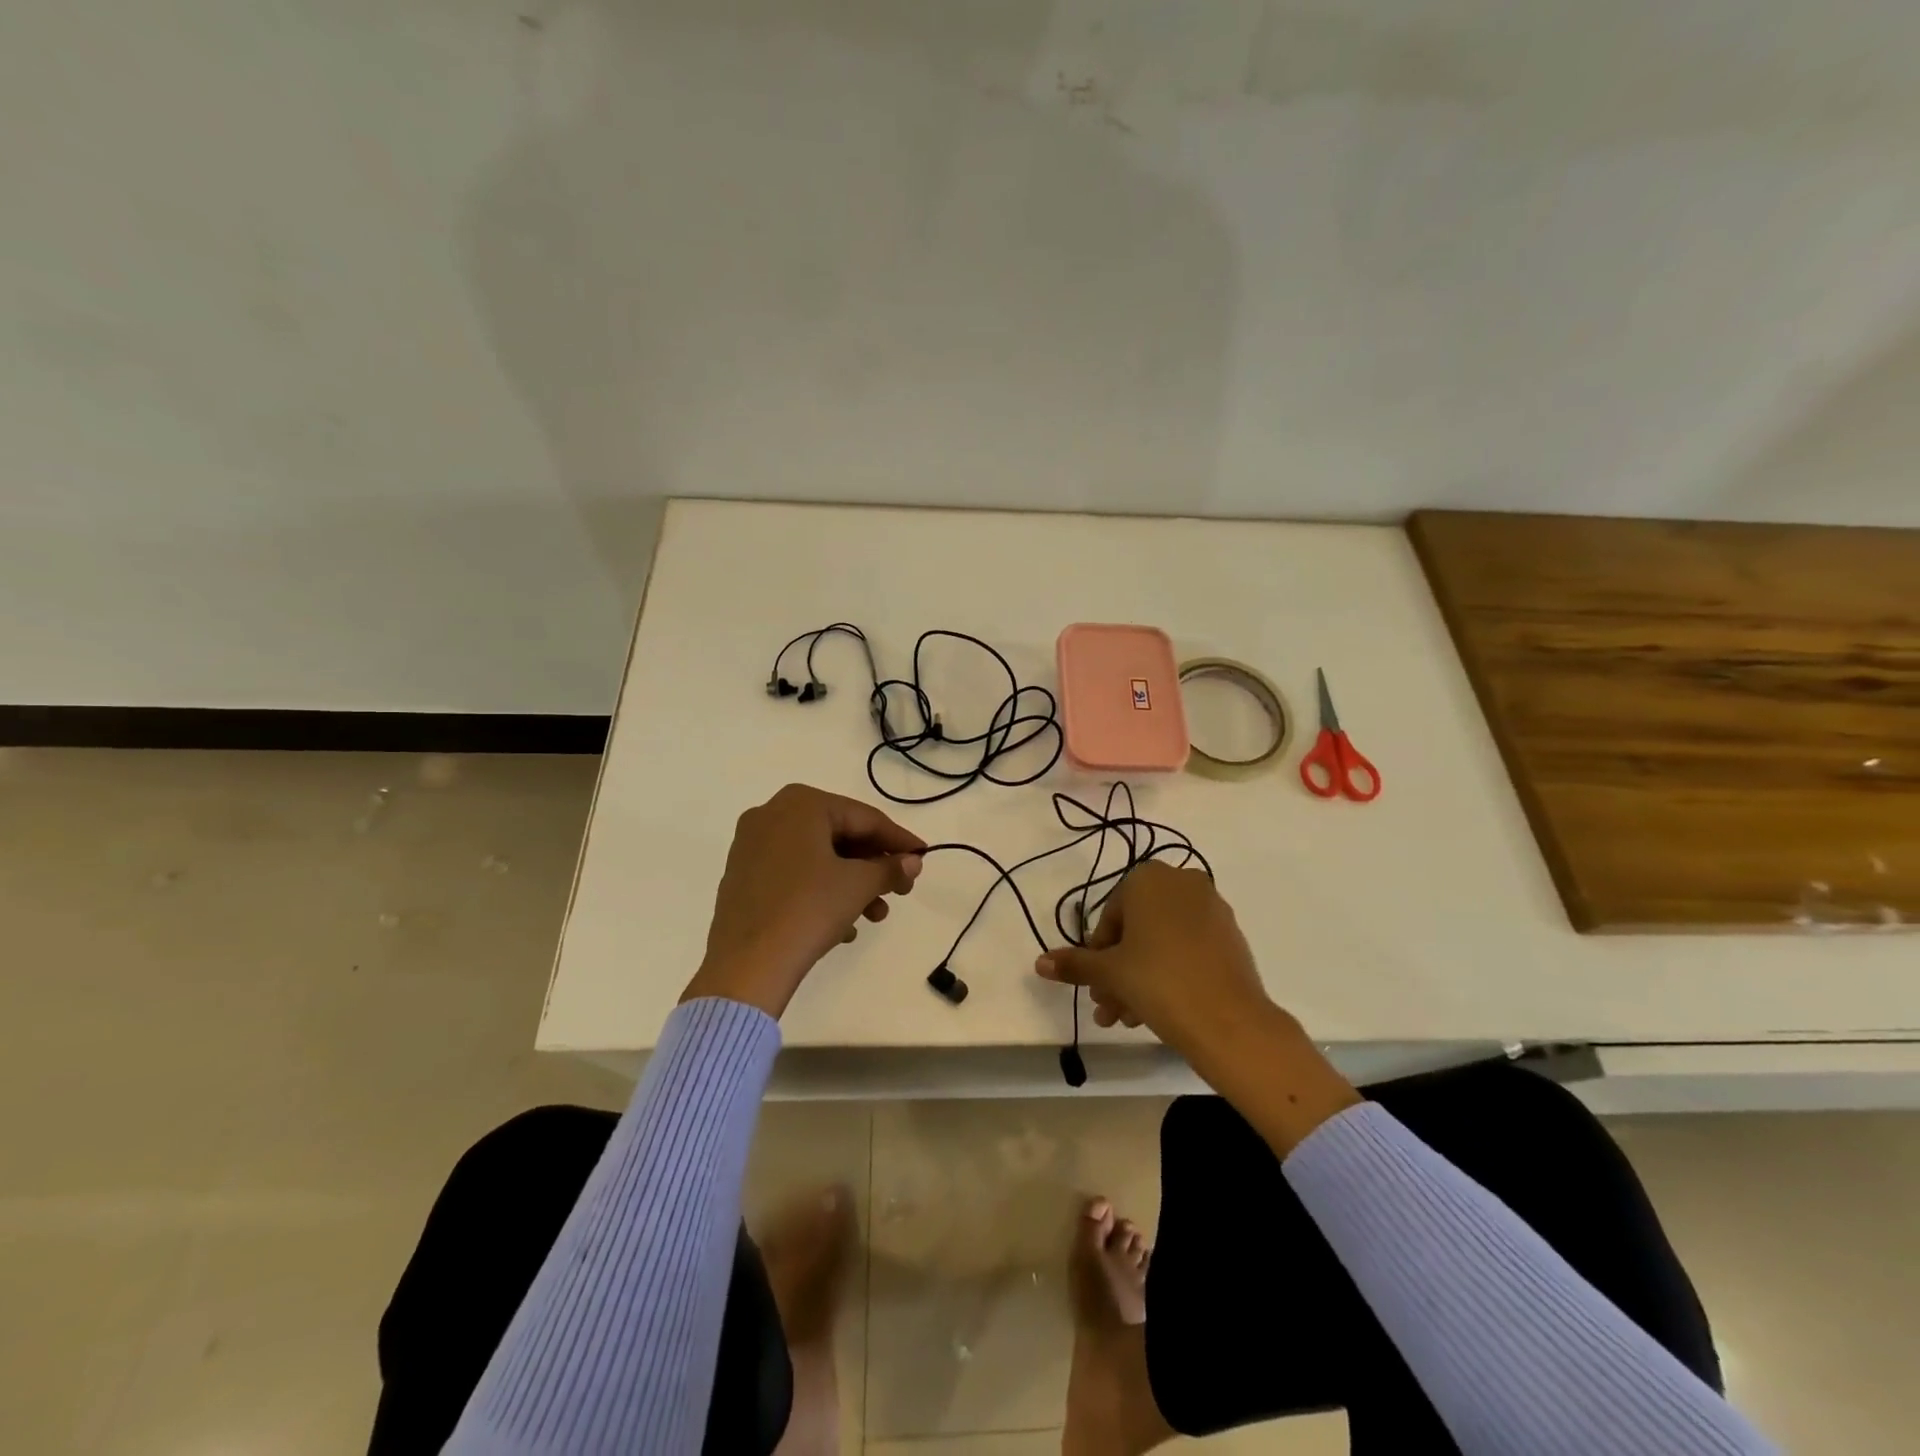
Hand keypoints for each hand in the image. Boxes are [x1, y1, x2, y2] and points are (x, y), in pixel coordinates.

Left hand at [682, 784, 924, 1017]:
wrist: (746, 966)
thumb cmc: (808, 909)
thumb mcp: (858, 885)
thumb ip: (890, 868)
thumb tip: (913, 861)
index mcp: (801, 804)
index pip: (865, 818)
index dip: (899, 840)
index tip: (924, 857)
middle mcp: (771, 814)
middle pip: (840, 836)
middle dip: (873, 867)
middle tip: (901, 891)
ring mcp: (752, 846)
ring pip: (818, 858)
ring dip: (852, 884)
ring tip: (875, 916)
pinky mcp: (742, 877)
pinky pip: (794, 875)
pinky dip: (822, 892)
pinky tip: (843, 926)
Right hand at [1035, 861, 1275, 1068]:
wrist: (1229, 1020)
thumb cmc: (1159, 981)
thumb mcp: (1109, 973)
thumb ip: (1075, 964)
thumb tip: (1040, 963)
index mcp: (1149, 879)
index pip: (1110, 916)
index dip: (1098, 954)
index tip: (1096, 986)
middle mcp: (1183, 883)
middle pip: (1137, 930)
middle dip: (1118, 971)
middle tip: (1108, 1008)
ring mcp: (1212, 908)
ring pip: (1162, 942)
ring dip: (1140, 977)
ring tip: (1130, 1019)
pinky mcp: (1232, 936)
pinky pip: (1189, 948)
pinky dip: (1171, 971)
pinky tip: (1160, 1010)